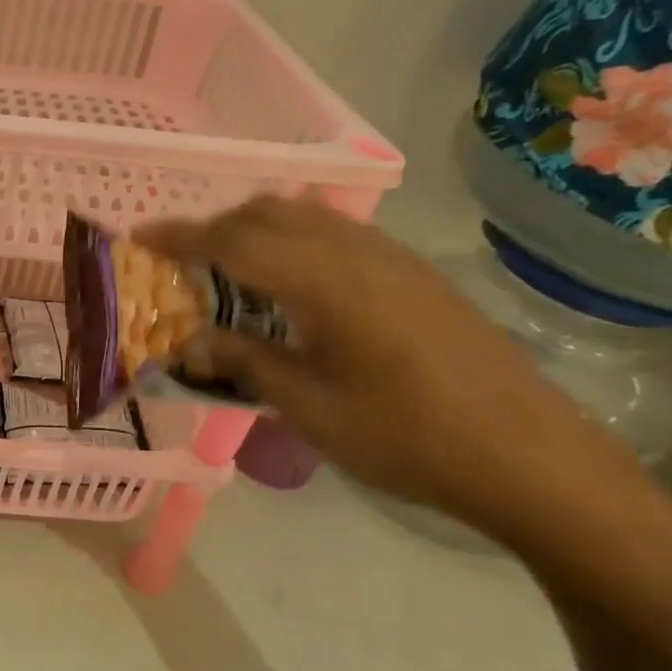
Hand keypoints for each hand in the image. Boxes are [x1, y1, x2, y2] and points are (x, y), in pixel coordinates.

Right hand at [138, 198, 641, 536]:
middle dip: (215, 226)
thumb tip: (188, 339)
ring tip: (226, 269)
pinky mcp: (414, 273)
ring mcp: (392, 258)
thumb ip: (243, 360)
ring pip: (305, 216)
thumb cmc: (408, 437)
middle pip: (269, 212)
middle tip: (179, 261)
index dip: (180, 235)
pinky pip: (335, 233)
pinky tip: (288, 285)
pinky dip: (292, 240)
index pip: (234, 240)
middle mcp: (358, 252)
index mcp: (326, 281)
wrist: (532, 458)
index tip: (139, 236)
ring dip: (254, 229)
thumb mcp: (309, 406)